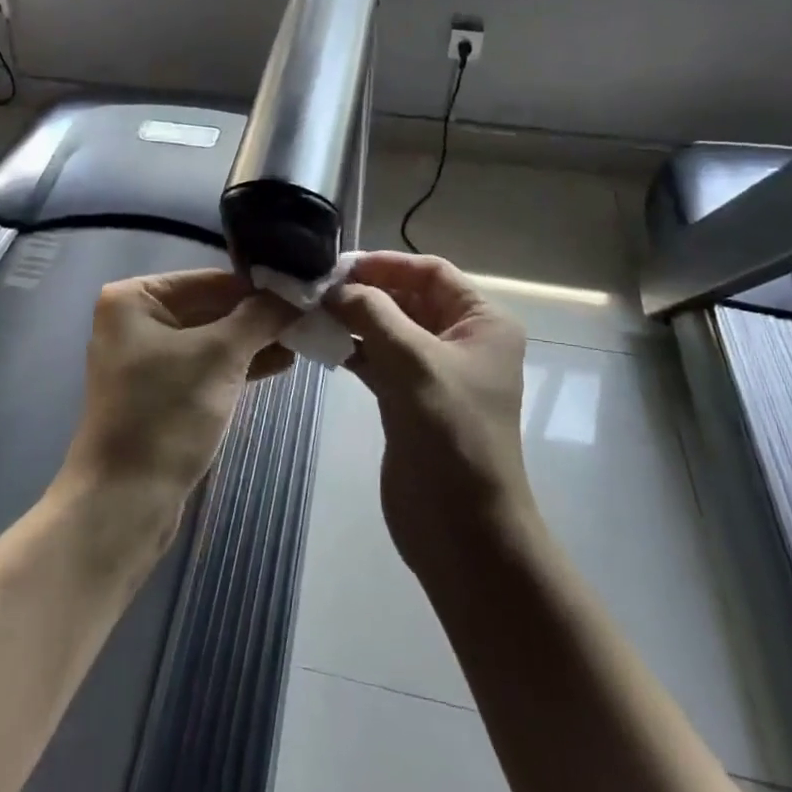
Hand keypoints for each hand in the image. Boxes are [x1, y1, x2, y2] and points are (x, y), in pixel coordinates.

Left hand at [62, 270, 296, 529]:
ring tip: (303, 341)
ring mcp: (146, 358)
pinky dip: (238, 364)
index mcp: (135, 298)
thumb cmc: (166, 414)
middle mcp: (135, 320)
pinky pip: (205, 366)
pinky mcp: (159, 392)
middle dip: (259, 316)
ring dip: (254, 341)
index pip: (210, 280)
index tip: (305, 293)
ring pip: (211, 338)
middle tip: (310, 318)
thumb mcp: (220, 356)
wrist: (125, 501)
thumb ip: (260, 317)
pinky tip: (279, 364)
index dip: (259, 288)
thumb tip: (297, 295)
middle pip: (211, 307)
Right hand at [327, 253, 529, 573]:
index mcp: (482, 322)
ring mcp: (434, 371)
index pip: (431, 272)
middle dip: (365, 291)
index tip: (339, 267)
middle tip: (316, 289)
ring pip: (389, 327)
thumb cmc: (450, 433)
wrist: (461, 528)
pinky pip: (378, 358)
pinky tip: (319, 343)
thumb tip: (333, 287)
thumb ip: (372, 313)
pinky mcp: (409, 398)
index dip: (387, 263)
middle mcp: (461, 340)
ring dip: (353, 319)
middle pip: (408, 297)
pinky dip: (351, 348)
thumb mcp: (413, 361)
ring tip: (310, 312)